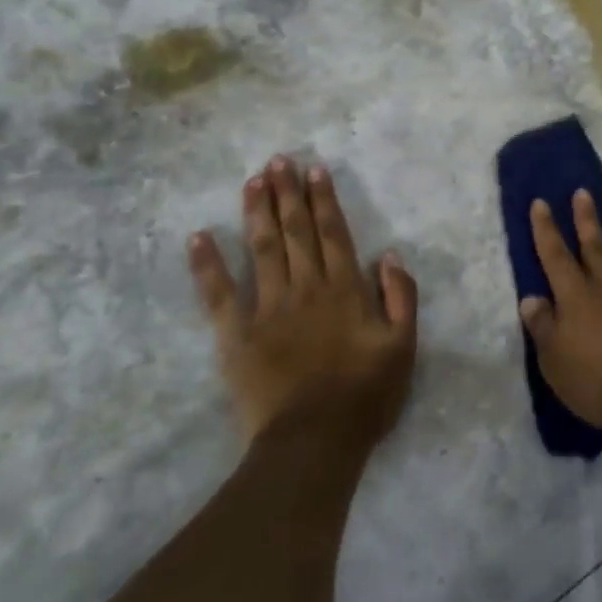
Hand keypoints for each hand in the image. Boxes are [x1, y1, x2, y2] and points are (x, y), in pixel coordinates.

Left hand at [189, 156, 417, 448]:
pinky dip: (208, 264)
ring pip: (261, 248)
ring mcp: (267, 308)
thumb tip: (389, 255)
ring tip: (252, 180)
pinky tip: (198, 236)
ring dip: (256, 211)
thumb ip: (401, 297)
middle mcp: (305, 287)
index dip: (324, 200)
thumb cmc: (365, 395)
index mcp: (344, 290)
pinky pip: (218, 293)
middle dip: (288, 193)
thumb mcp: (403, 346)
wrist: (314, 440)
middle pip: (296, 232)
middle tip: (279, 160)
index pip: (334, 234)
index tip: (314, 170)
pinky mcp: (236, 334)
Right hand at [520, 189, 601, 437]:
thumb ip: (543, 327)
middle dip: (586, 219)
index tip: (541, 202)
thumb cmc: (598, 381)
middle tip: (584, 192)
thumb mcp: (554, 360)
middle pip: (594, 247)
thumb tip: (530, 297)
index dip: (546, 229)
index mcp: (576, 296)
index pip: (555, 256)